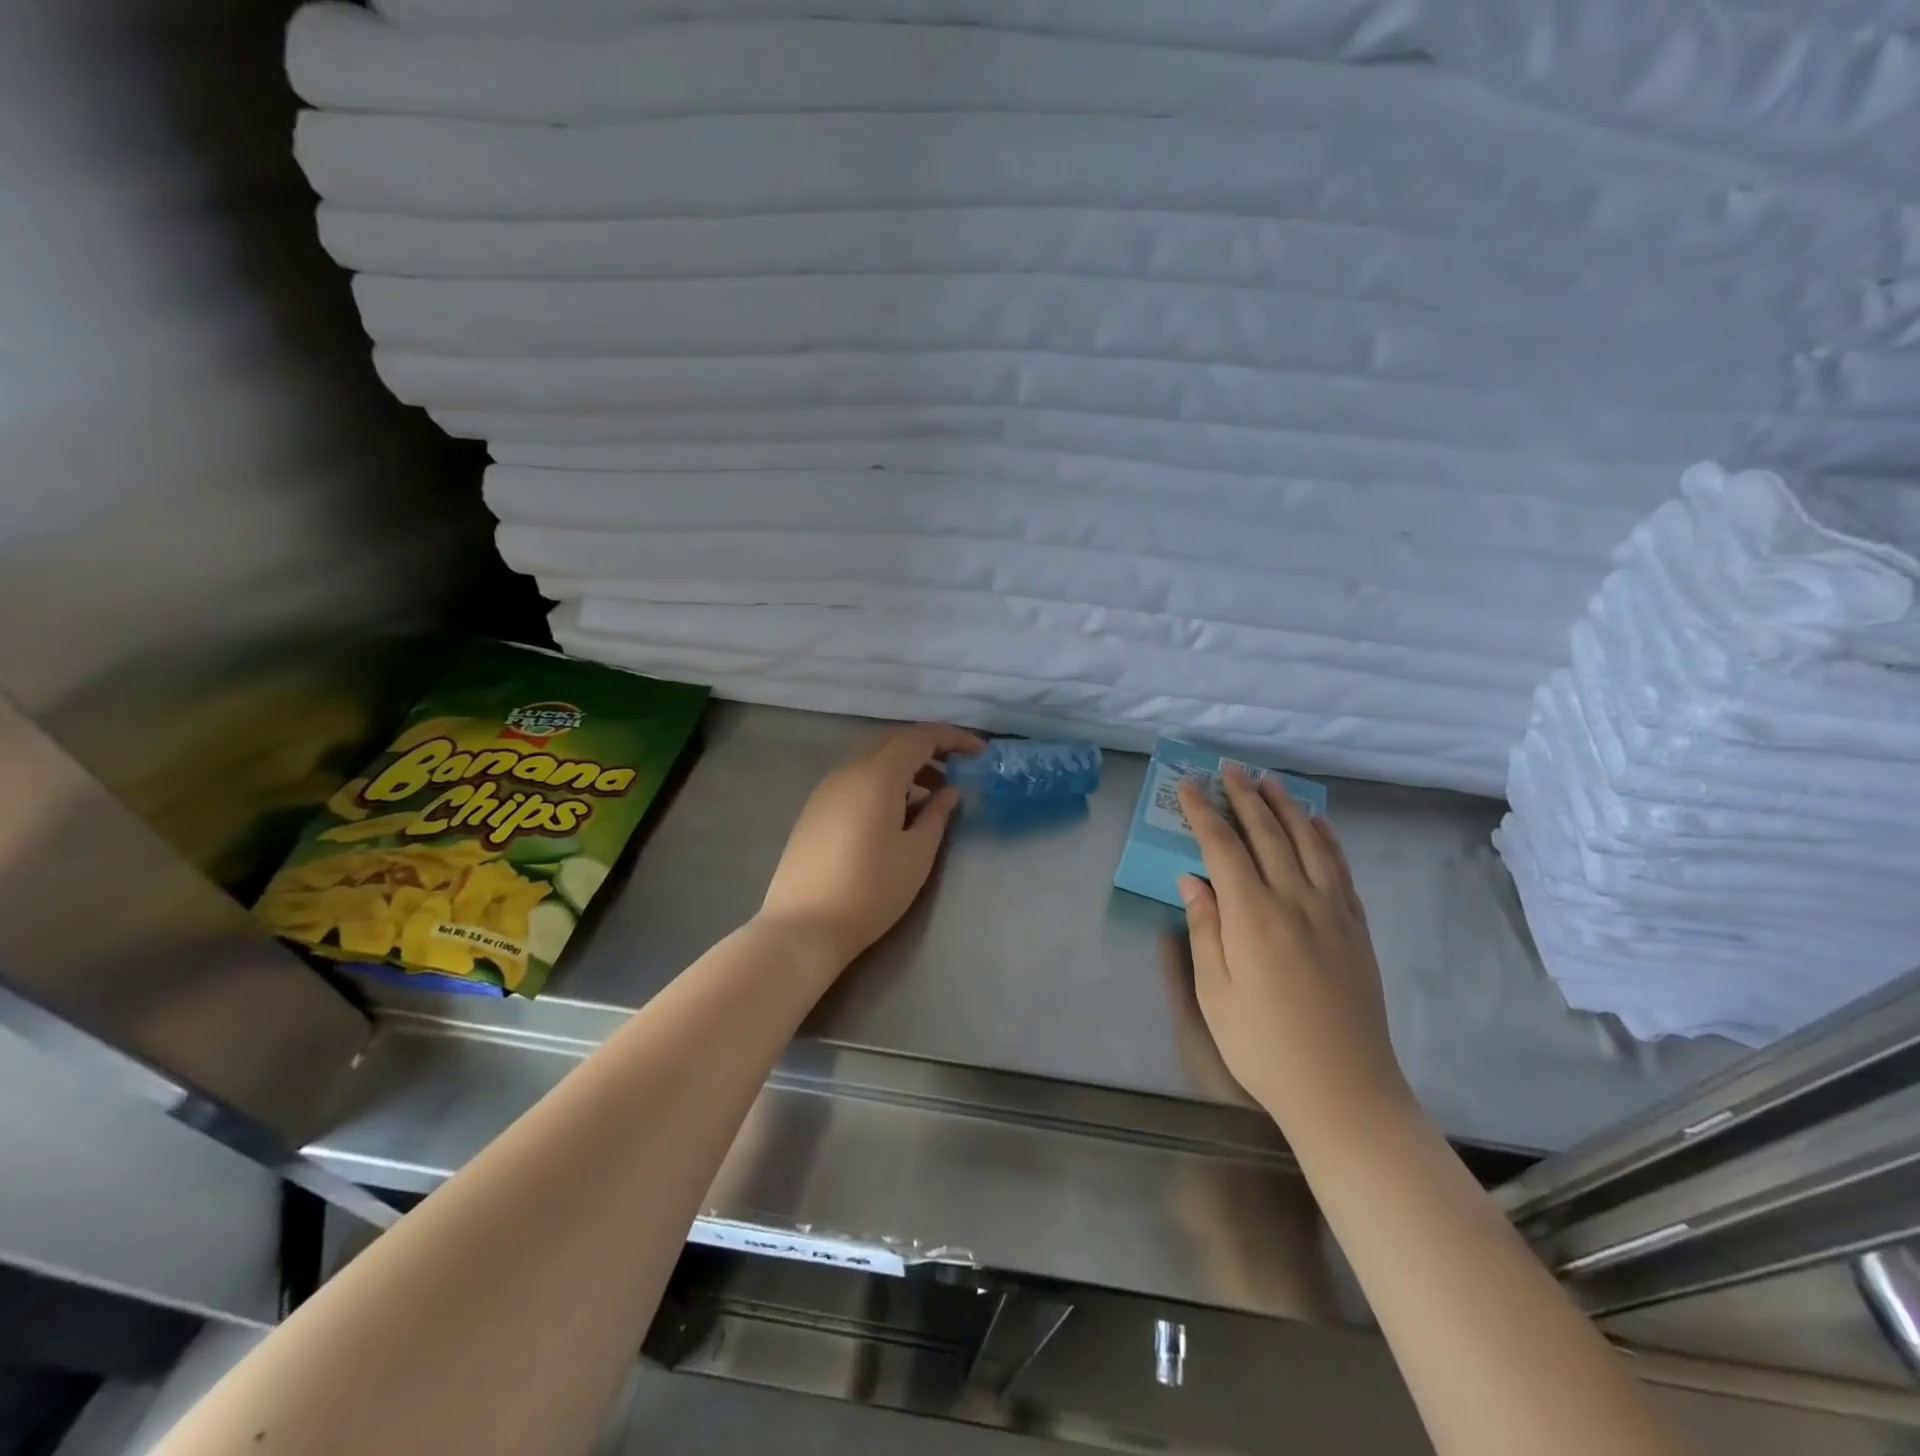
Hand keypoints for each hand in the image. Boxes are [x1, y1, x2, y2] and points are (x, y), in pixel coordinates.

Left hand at [758, 723, 984, 967]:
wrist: (803, 926)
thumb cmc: (871, 890)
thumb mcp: (917, 853)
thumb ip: (937, 814)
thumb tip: (949, 790)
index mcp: (877, 775)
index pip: (920, 736)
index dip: (953, 738)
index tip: (980, 753)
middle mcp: (848, 771)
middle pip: (894, 741)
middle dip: (929, 748)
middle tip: (958, 769)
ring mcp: (826, 789)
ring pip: (873, 759)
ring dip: (906, 766)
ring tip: (932, 795)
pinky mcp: (815, 810)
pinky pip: (856, 778)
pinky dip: (883, 781)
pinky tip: (896, 812)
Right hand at [1175, 767, 1408, 1132]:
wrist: (1344, 1090)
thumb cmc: (1264, 1046)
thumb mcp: (1215, 993)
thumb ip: (1205, 929)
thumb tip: (1191, 879)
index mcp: (1253, 916)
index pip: (1223, 847)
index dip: (1204, 813)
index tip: (1189, 786)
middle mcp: (1295, 901)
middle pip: (1267, 834)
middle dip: (1244, 797)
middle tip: (1229, 768)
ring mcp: (1332, 912)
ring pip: (1309, 842)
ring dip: (1286, 807)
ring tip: (1269, 781)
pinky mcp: (1356, 927)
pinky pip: (1341, 868)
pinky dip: (1327, 838)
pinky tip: (1317, 823)